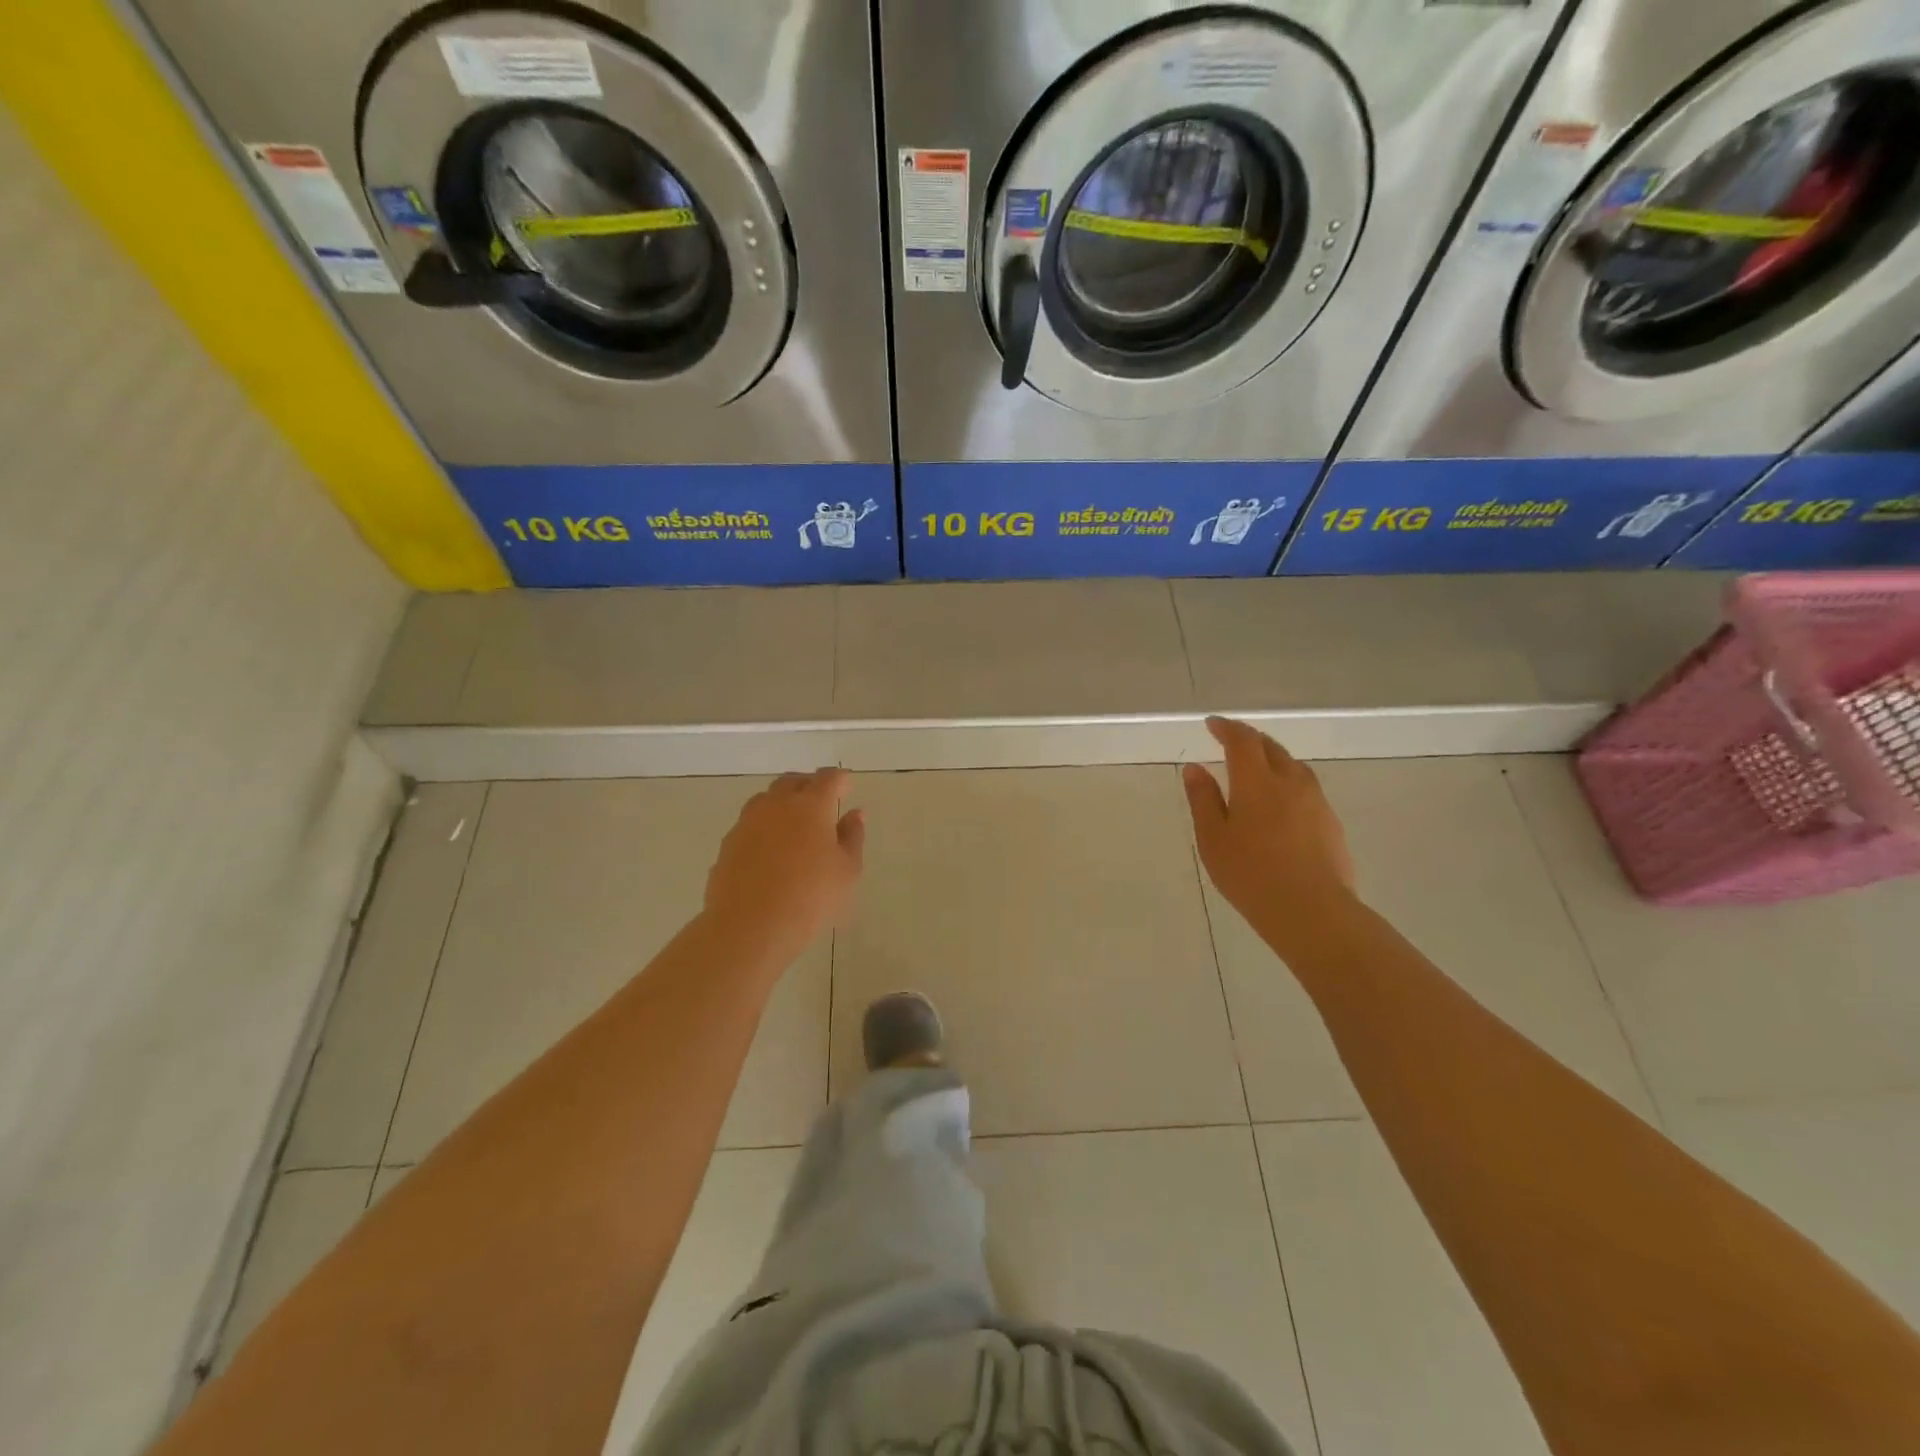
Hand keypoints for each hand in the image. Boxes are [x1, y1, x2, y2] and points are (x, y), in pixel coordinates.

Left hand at [703, 769, 864, 965]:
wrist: (750, 926)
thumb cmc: (810, 897)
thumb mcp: (847, 870)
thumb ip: (852, 837)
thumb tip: (854, 814)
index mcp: (811, 805)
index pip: (828, 778)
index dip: (839, 779)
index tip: (846, 785)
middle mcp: (776, 805)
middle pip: (792, 782)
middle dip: (809, 785)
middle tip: (821, 800)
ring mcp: (747, 823)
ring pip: (766, 799)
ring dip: (782, 802)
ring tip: (793, 822)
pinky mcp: (728, 844)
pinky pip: (749, 824)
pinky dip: (763, 827)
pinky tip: (770, 849)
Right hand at [1182, 718, 1356, 949]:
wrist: (1312, 911)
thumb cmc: (1250, 874)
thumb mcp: (1213, 838)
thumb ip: (1203, 799)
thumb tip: (1195, 768)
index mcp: (1256, 781)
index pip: (1242, 740)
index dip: (1226, 728)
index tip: (1212, 725)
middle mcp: (1290, 782)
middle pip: (1271, 747)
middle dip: (1249, 739)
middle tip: (1231, 741)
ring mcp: (1316, 801)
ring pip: (1293, 766)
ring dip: (1272, 758)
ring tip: (1257, 768)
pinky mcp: (1330, 822)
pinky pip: (1306, 787)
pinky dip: (1288, 781)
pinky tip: (1280, 801)